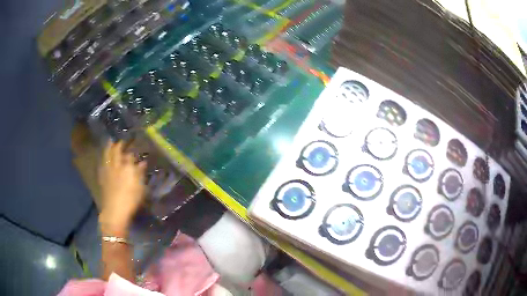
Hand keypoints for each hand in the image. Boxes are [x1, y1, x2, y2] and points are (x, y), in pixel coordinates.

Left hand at [98, 141, 146, 233]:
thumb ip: (140, 173)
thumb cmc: (131, 200)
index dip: (132, 151)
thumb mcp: (140, 188)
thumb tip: (142, 163)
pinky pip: (102, 164)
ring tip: (110, 142)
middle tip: (120, 140)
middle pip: (116, 151)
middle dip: (118, 145)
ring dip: (108, 148)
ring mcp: (107, 171)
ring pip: (107, 155)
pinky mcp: (102, 178)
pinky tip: (104, 159)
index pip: (129, 155)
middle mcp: (116, 165)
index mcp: (127, 167)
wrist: (114, 211)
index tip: (134, 147)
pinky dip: (103, 159)